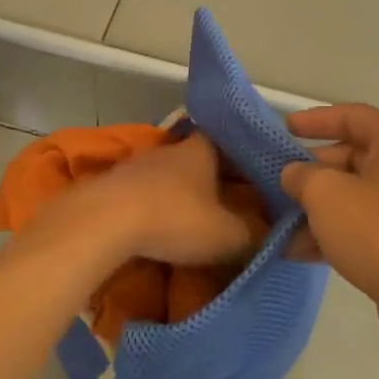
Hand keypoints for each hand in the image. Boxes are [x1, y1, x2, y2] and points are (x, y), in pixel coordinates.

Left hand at [60, 133, 264, 268]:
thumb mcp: (227, 235)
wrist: (105, 220)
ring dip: (179, 193)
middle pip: (197, 159)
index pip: (228, 142)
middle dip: (211, 179)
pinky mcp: (112, 184)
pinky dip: (152, 205)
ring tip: (192, 218)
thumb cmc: (175, 218)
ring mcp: (137, 164)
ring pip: (167, 175)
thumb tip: (274, 236)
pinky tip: (156, 226)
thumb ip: (254, 235)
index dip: (243, 158)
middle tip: (228, 203)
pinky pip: (142, 192)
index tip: (256, 176)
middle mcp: (170, 150)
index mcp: (201, 151)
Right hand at [281, 104, 378, 355]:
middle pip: (354, 157)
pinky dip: (338, 233)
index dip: (314, 120)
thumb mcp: (326, 194)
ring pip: (359, 196)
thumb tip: (295, 175)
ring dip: (320, 208)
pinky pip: (369, 227)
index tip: (283, 129)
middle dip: (313, 172)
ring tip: (282, 224)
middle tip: (279, 182)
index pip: (352, 116)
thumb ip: (302, 175)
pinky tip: (302, 252)